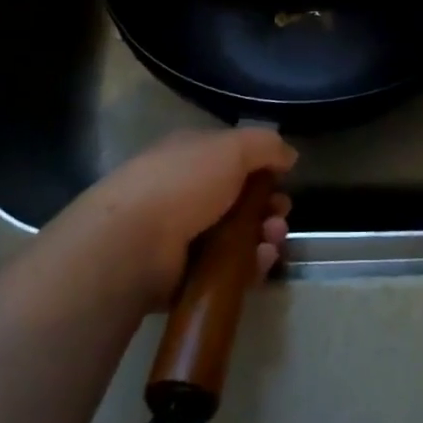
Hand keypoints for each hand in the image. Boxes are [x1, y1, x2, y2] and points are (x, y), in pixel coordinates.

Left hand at [64, 127, 296, 309]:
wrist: (133, 242)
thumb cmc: (183, 182)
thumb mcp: (232, 147)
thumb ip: (265, 146)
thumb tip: (290, 155)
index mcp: (193, 156)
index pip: (234, 160)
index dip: (263, 170)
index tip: (284, 182)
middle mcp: (187, 192)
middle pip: (240, 201)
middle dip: (268, 208)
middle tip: (279, 217)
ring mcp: (184, 236)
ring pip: (237, 238)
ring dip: (263, 238)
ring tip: (271, 242)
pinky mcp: (184, 277)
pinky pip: (227, 272)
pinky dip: (249, 268)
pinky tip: (261, 264)